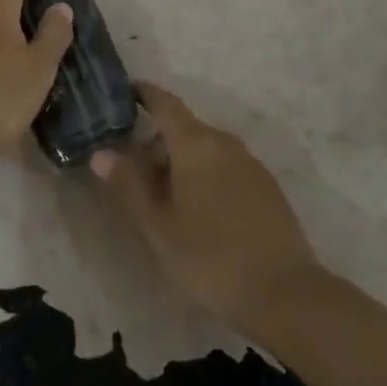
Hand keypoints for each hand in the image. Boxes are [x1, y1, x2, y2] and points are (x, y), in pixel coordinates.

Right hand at [91, 83, 320, 332]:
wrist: (286, 294)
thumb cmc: (210, 256)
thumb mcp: (158, 225)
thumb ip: (128, 185)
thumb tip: (101, 152)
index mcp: (195, 143)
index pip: (165, 103)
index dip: (144, 94)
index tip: (125, 91)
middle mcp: (224, 142)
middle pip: (185, 129)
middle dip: (158, 141)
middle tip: (133, 169)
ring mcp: (250, 164)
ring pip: (206, 150)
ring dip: (182, 162)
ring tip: (163, 196)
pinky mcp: (267, 187)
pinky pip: (226, 167)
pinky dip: (205, 176)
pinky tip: (199, 211)